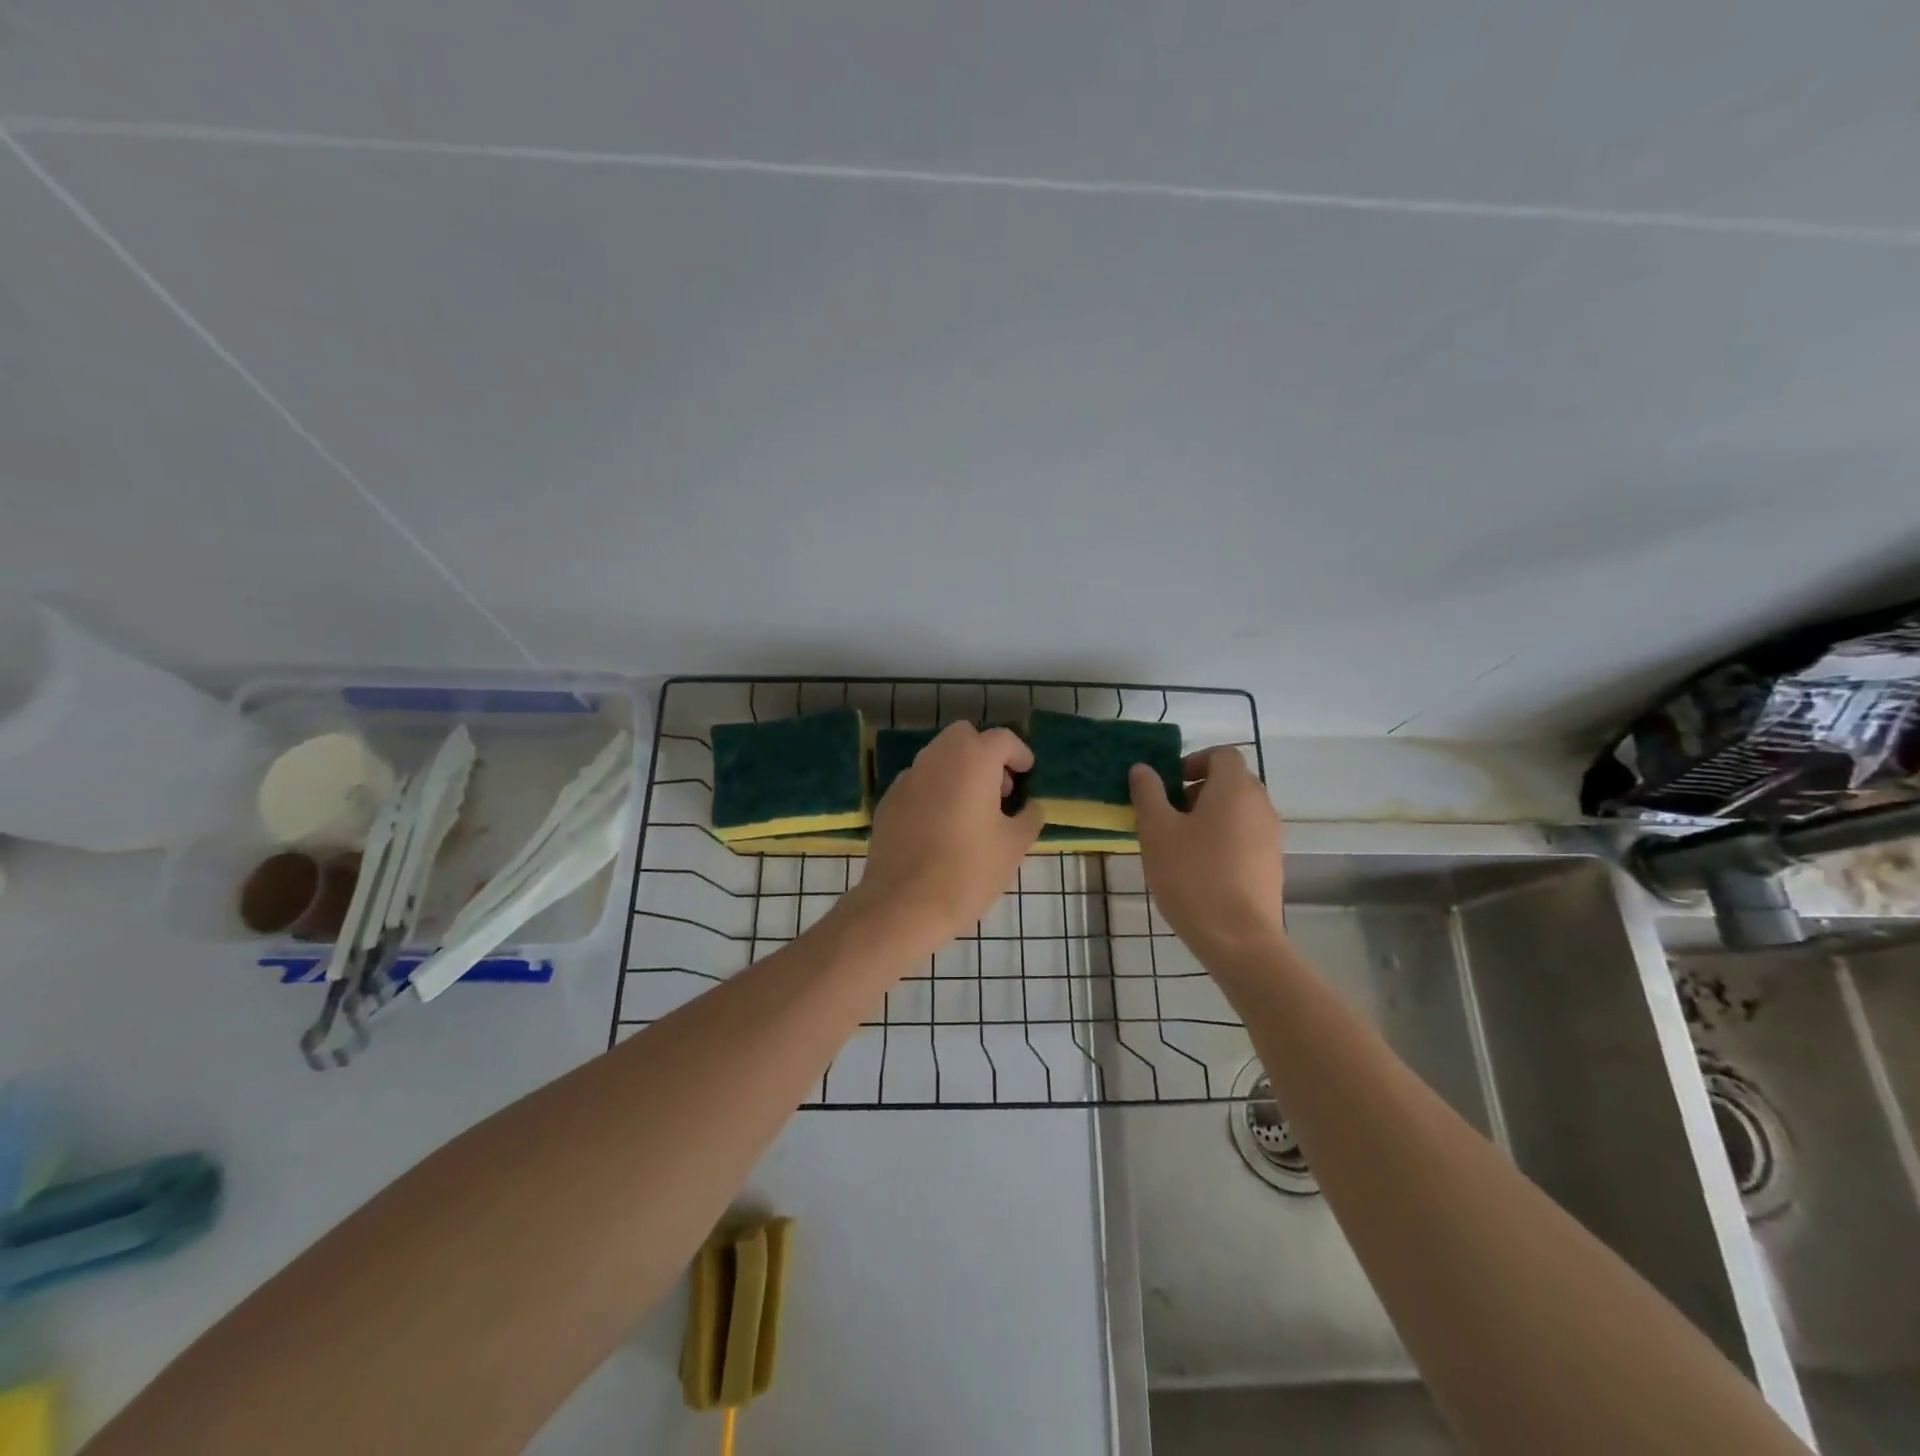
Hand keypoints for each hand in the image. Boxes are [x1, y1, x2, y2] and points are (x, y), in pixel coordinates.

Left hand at [848, 724, 1043, 955]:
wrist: (903, 904)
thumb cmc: (968, 871)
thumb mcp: (1013, 846)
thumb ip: (1028, 818)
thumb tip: (1031, 807)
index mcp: (972, 760)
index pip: (1002, 739)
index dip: (1019, 754)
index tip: (1027, 774)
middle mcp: (937, 758)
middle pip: (964, 737)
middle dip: (985, 753)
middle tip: (999, 789)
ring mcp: (908, 777)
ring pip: (938, 757)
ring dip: (959, 770)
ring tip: (972, 809)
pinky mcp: (889, 800)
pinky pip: (919, 782)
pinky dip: (935, 790)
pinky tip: (941, 825)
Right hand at [1130, 747, 1284, 963]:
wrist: (1238, 939)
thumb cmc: (1192, 876)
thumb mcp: (1157, 831)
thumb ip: (1148, 793)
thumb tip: (1143, 769)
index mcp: (1235, 789)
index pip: (1221, 754)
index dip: (1192, 762)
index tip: (1167, 786)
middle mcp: (1261, 805)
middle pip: (1230, 781)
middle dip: (1196, 791)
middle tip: (1166, 816)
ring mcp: (1271, 837)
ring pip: (1237, 811)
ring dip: (1207, 816)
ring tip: (1177, 846)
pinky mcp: (1271, 865)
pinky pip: (1244, 836)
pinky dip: (1222, 839)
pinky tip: (1198, 869)